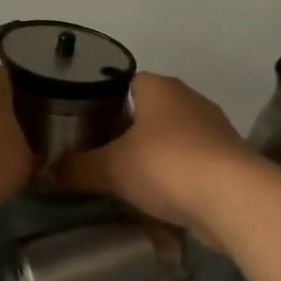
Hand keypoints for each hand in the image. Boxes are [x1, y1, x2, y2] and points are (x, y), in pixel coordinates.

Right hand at [57, 74, 254, 244]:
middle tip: (96, 153)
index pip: (122, 81)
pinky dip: (174, 176)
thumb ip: (76, 168)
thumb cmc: (166, 166)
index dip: (100, 99)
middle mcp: (189, 99)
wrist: (233, 199)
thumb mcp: (110, 168)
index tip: (80, 122)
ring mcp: (213, 129)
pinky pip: (191, 163)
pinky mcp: (228, 160)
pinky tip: (158, 198)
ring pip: (170, 137)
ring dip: (151, 155)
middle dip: (124, 130)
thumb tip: (47, 171)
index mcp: (159, 87)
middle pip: (147, 109)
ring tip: (124, 177)